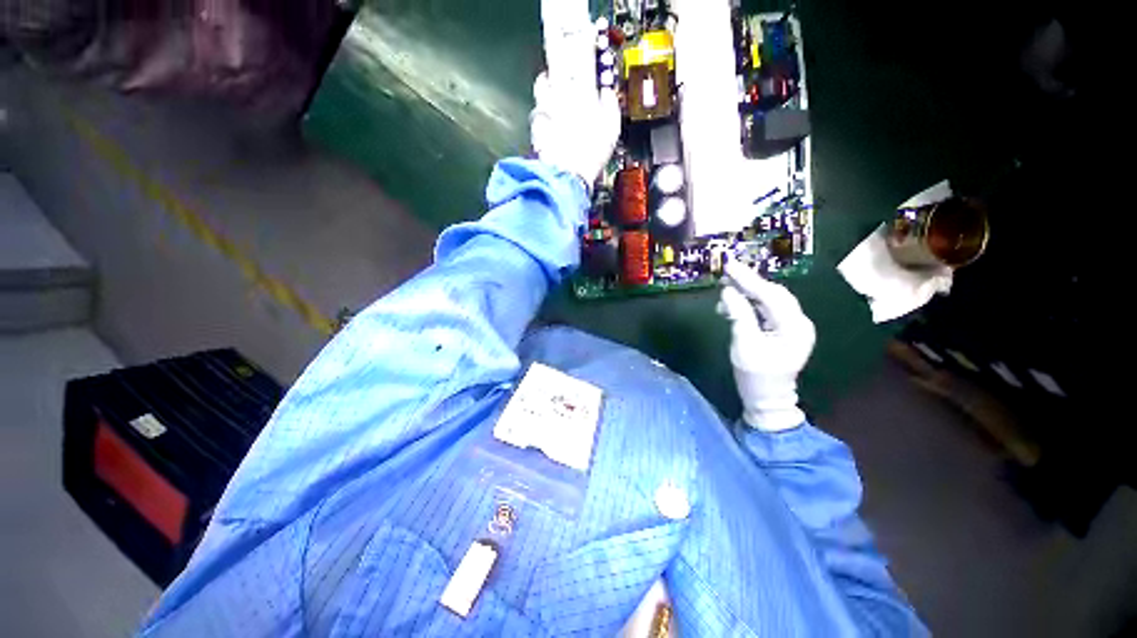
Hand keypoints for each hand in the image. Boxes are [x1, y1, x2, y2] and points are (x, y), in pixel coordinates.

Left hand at [529, 22, 620, 185]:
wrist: (567, 175)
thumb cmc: (590, 154)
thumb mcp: (611, 128)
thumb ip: (609, 104)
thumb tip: (607, 93)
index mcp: (582, 88)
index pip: (584, 51)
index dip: (586, 37)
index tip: (587, 29)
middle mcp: (559, 91)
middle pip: (555, 62)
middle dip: (561, 61)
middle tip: (569, 72)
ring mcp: (544, 107)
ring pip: (542, 85)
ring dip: (549, 87)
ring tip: (557, 99)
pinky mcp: (535, 124)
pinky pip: (537, 111)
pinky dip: (544, 114)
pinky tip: (551, 125)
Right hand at [718, 260, 816, 431]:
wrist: (768, 399)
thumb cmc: (756, 376)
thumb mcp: (744, 344)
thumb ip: (738, 315)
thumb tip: (728, 291)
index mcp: (794, 326)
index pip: (770, 295)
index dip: (748, 279)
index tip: (730, 265)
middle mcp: (799, 321)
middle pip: (774, 293)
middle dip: (749, 282)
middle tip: (727, 273)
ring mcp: (794, 325)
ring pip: (770, 299)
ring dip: (748, 292)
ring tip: (726, 289)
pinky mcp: (784, 329)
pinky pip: (767, 309)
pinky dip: (751, 303)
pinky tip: (735, 304)